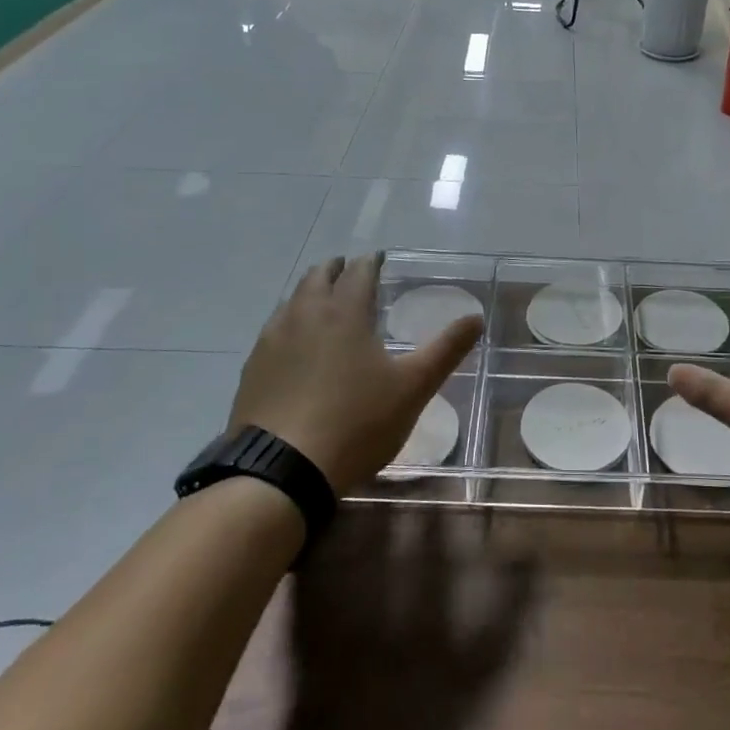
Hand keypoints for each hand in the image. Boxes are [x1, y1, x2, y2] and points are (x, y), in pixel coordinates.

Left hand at [231, 254, 482, 493]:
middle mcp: (305, 315)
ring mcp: (272, 341)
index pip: (359, 272)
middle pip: (318, 277)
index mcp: (345, 312)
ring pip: (291, 300)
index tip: (378, 258)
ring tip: (322, 300)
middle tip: (349, 271)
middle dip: (336, 269)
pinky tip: (294, 344)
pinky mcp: (253, 369)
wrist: (282, 470)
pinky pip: (273, 330)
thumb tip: (476, 318)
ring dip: (309, 292)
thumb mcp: (413, 387)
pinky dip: (289, 322)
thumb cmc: (356, 422)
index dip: (371, 262)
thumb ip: (446, 350)